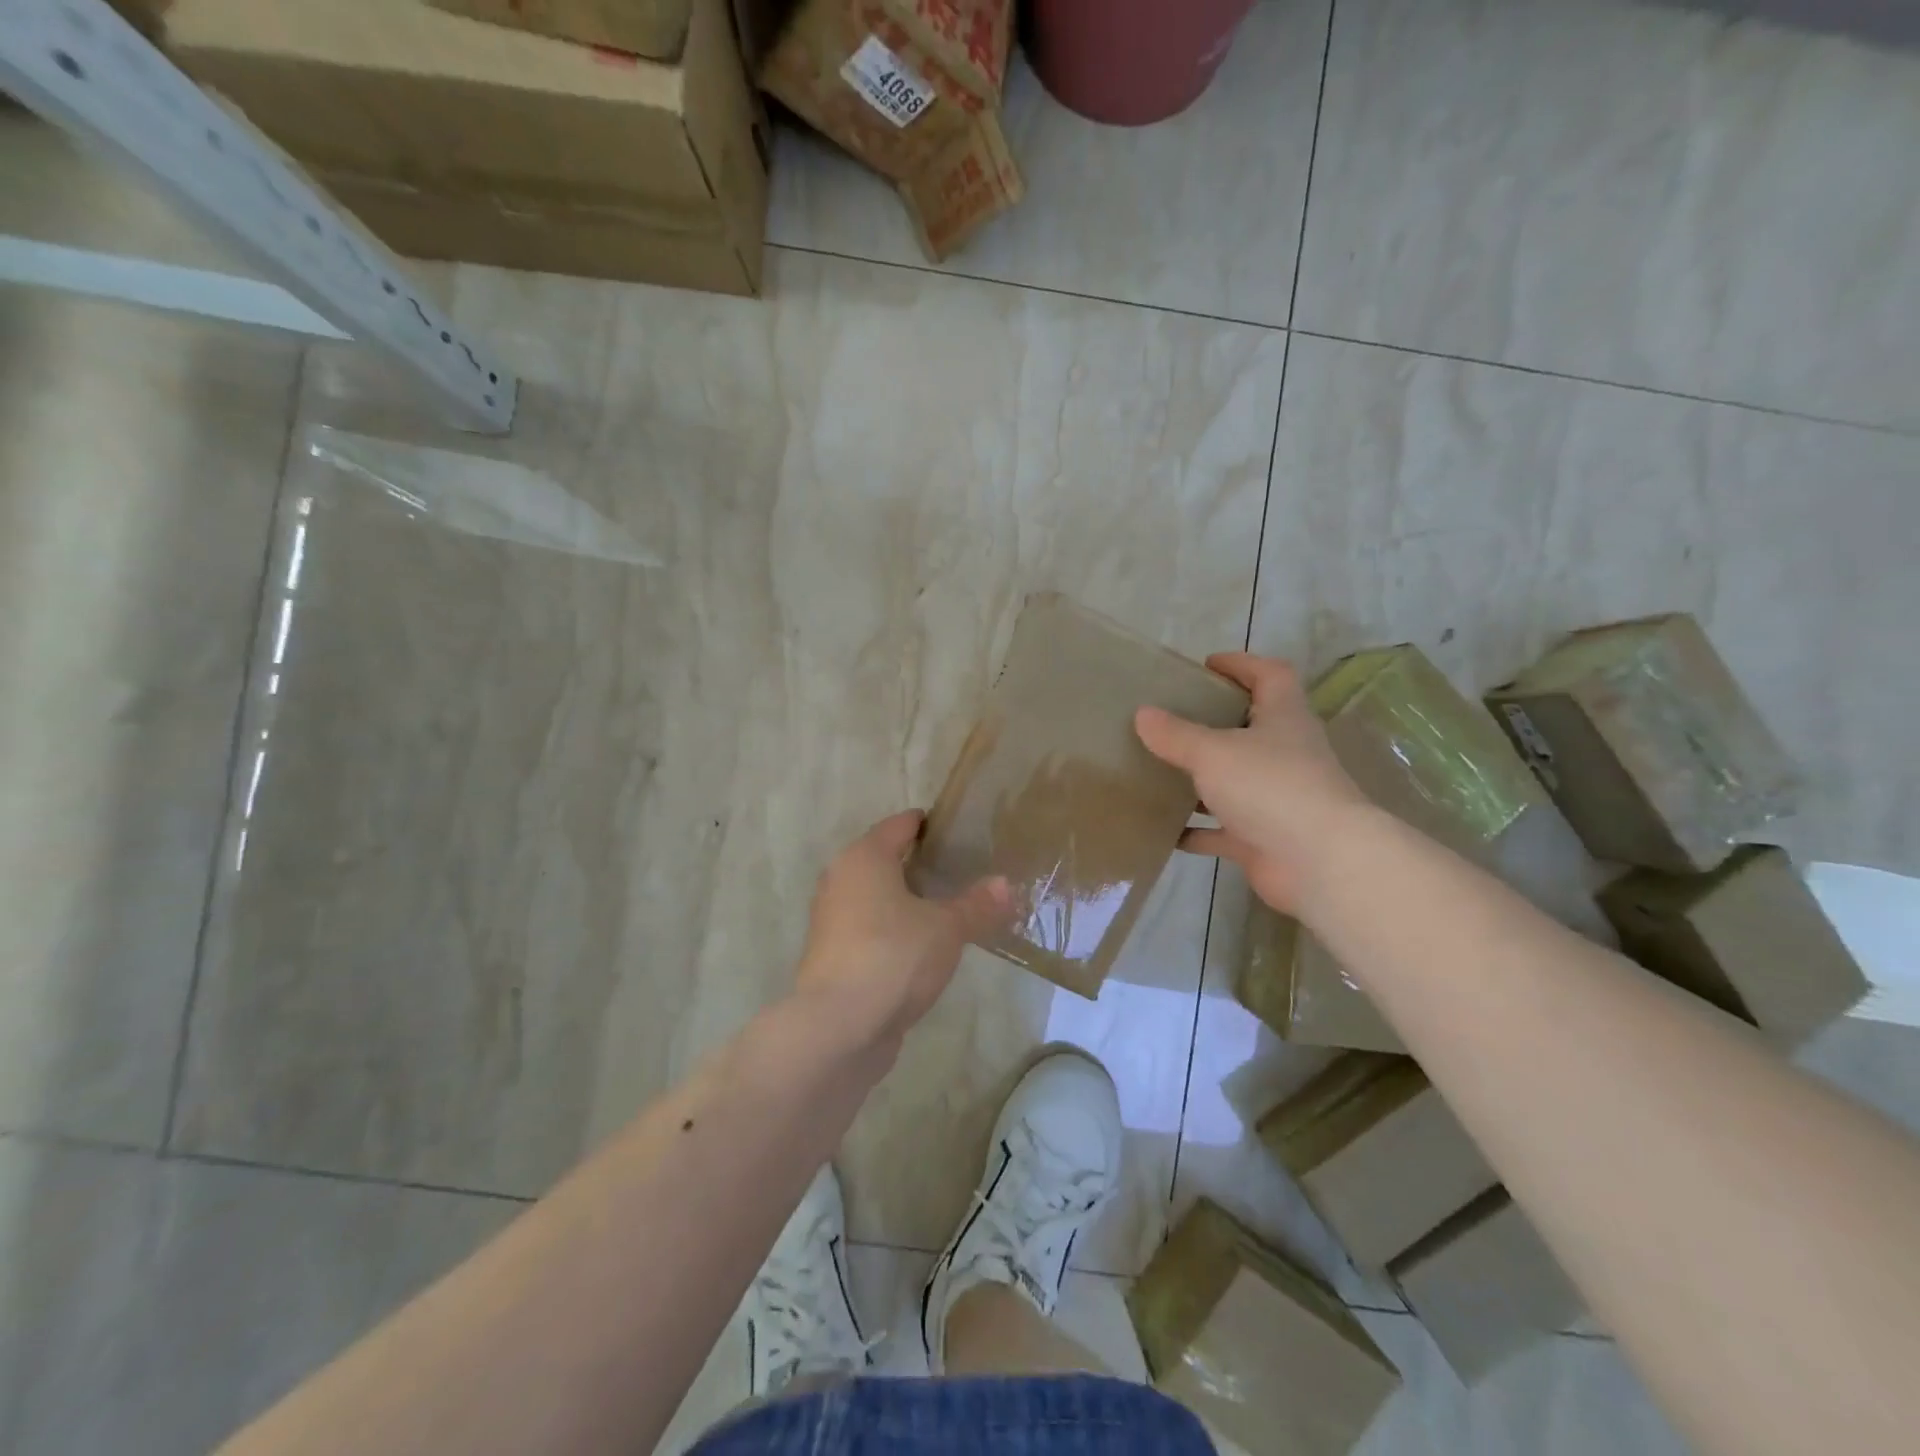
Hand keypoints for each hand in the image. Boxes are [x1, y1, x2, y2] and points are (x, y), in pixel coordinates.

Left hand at [796, 811, 1011, 1043]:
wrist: (838, 1028)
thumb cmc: (893, 957)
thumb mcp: (947, 928)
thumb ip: (977, 904)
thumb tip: (1005, 884)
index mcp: (864, 858)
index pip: (900, 825)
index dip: (929, 824)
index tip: (960, 830)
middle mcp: (841, 880)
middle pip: (885, 859)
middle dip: (921, 864)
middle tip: (964, 870)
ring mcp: (832, 920)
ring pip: (876, 897)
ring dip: (907, 900)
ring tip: (950, 908)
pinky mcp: (833, 956)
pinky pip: (870, 929)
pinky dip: (894, 930)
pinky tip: (924, 946)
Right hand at [1134, 653, 1370, 914]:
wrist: (1320, 863)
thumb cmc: (1271, 787)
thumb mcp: (1214, 752)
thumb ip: (1176, 734)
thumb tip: (1142, 713)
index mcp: (1283, 718)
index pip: (1271, 675)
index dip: (1242, 664)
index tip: (1206, 665)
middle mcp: (1284, 754)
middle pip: (1250, 728)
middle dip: (1213, 722)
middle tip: (1170, 718)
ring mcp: (1276, 799)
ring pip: (1233, 781)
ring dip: (1200, 778)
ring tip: (1157, 770)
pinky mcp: (1264, 838)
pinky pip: (1223, 829)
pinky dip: (1196, 829)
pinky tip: (1163, 829)